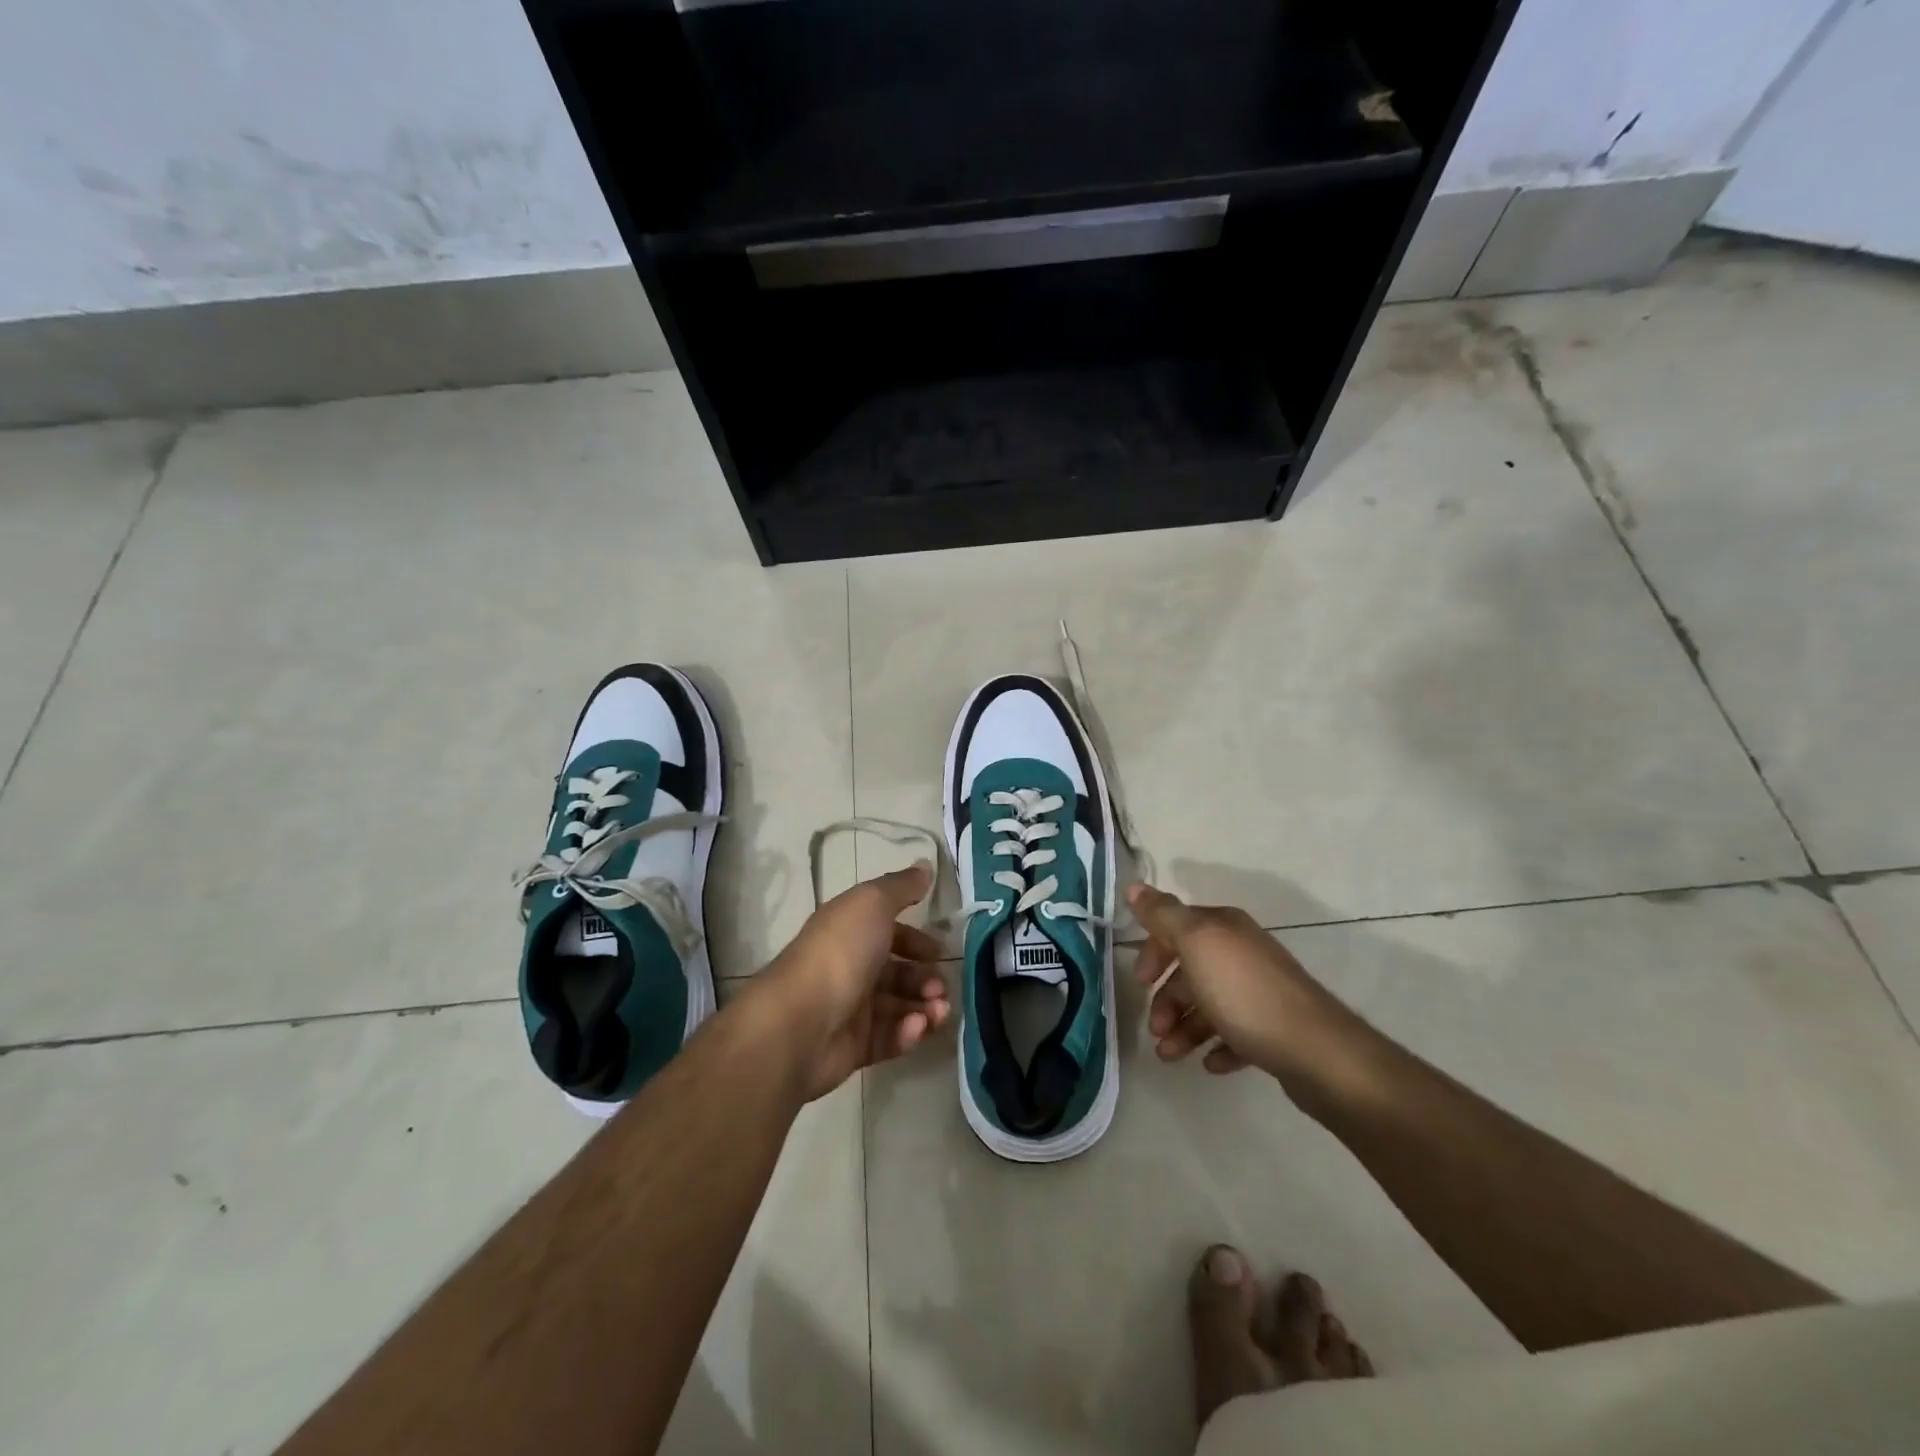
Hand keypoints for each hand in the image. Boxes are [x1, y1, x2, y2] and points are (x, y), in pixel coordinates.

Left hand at [751, 862, 950, 1100]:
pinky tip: (917, 1027)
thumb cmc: (840, 954)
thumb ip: (901, 887)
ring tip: (939, 1011)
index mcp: (849, 932)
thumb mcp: (872, 904)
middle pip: (897, 972)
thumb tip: (924, 865)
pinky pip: (890, 1038)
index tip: (939, 950)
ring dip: (926, 1007)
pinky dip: (908, 1033)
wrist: (801, 1023)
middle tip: (940, 987)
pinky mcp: (855, 1047)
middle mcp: (850, 967)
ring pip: (899, 1007)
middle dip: (926, 978)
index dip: (916, 939)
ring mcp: (851, 1009)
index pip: (888, 932)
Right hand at [1130, 883, 1353, 1082]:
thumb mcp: (1196, 944)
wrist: (1316, 1051)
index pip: (1176, 927)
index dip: (1154, 952)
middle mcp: (1242, 953)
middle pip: (1191, 970)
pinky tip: (1209, 1064)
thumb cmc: (1245, 993)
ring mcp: (1260, 992)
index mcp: (1224, 928)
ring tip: (1171, 1056)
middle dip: (1167, 999)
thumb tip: (1134, 886)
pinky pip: (1235, 1035)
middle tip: (1155, 1029)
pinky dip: (1217, 1046)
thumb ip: (1163, 915)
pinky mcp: (1273, 1030)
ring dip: (1185, 1029)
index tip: (1140, 982)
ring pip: (1209, 1005)